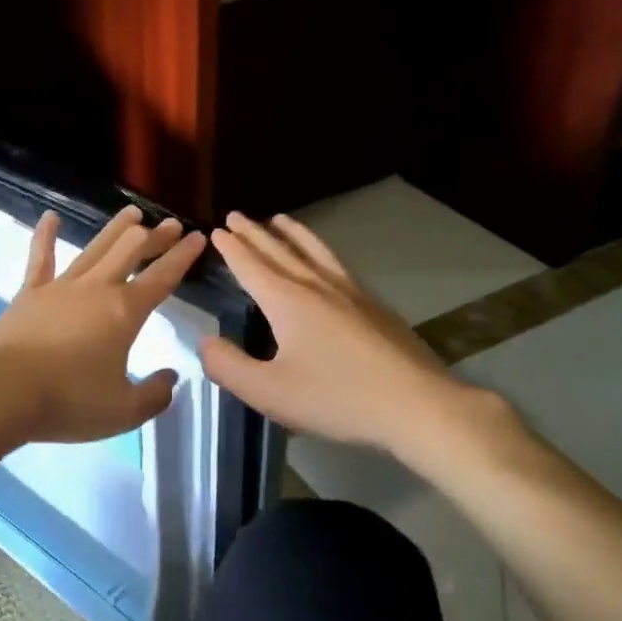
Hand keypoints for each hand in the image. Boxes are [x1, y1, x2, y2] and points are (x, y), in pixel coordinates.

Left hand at [0, 205, 206, 444]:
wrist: (2, 392)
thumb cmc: (68, 401)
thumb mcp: (123, 411)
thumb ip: (154, 395)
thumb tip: (171, 377)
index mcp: (125, 312)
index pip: (162, 277)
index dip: (183, 256)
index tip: (198, 237)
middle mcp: (96, 289)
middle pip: (131, 251)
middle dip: (155, 236)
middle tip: (170, 225)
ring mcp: (60, 287)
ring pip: (95, 248)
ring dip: (116, 229)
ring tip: (132, 212)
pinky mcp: (29, 293)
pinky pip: (40, 258)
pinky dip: (45, 235)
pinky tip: (50, 217)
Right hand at [200, 212, 484, 454]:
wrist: (416, 405)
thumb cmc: (336, 398)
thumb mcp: (269, 392)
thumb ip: (229, 366)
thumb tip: (205, 342)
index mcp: (288, 302)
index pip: (251, 266)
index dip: (231, 249)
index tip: (216, 230)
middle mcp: (317, 286)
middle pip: (280, 251)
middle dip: (255, 233)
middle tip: (236, 216)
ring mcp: (351, 292)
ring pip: (315, 251)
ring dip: (292, 234)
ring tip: (280, 219)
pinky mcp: (374, 305)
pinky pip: (337, 264)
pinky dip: (320, 250)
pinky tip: (326, 261)